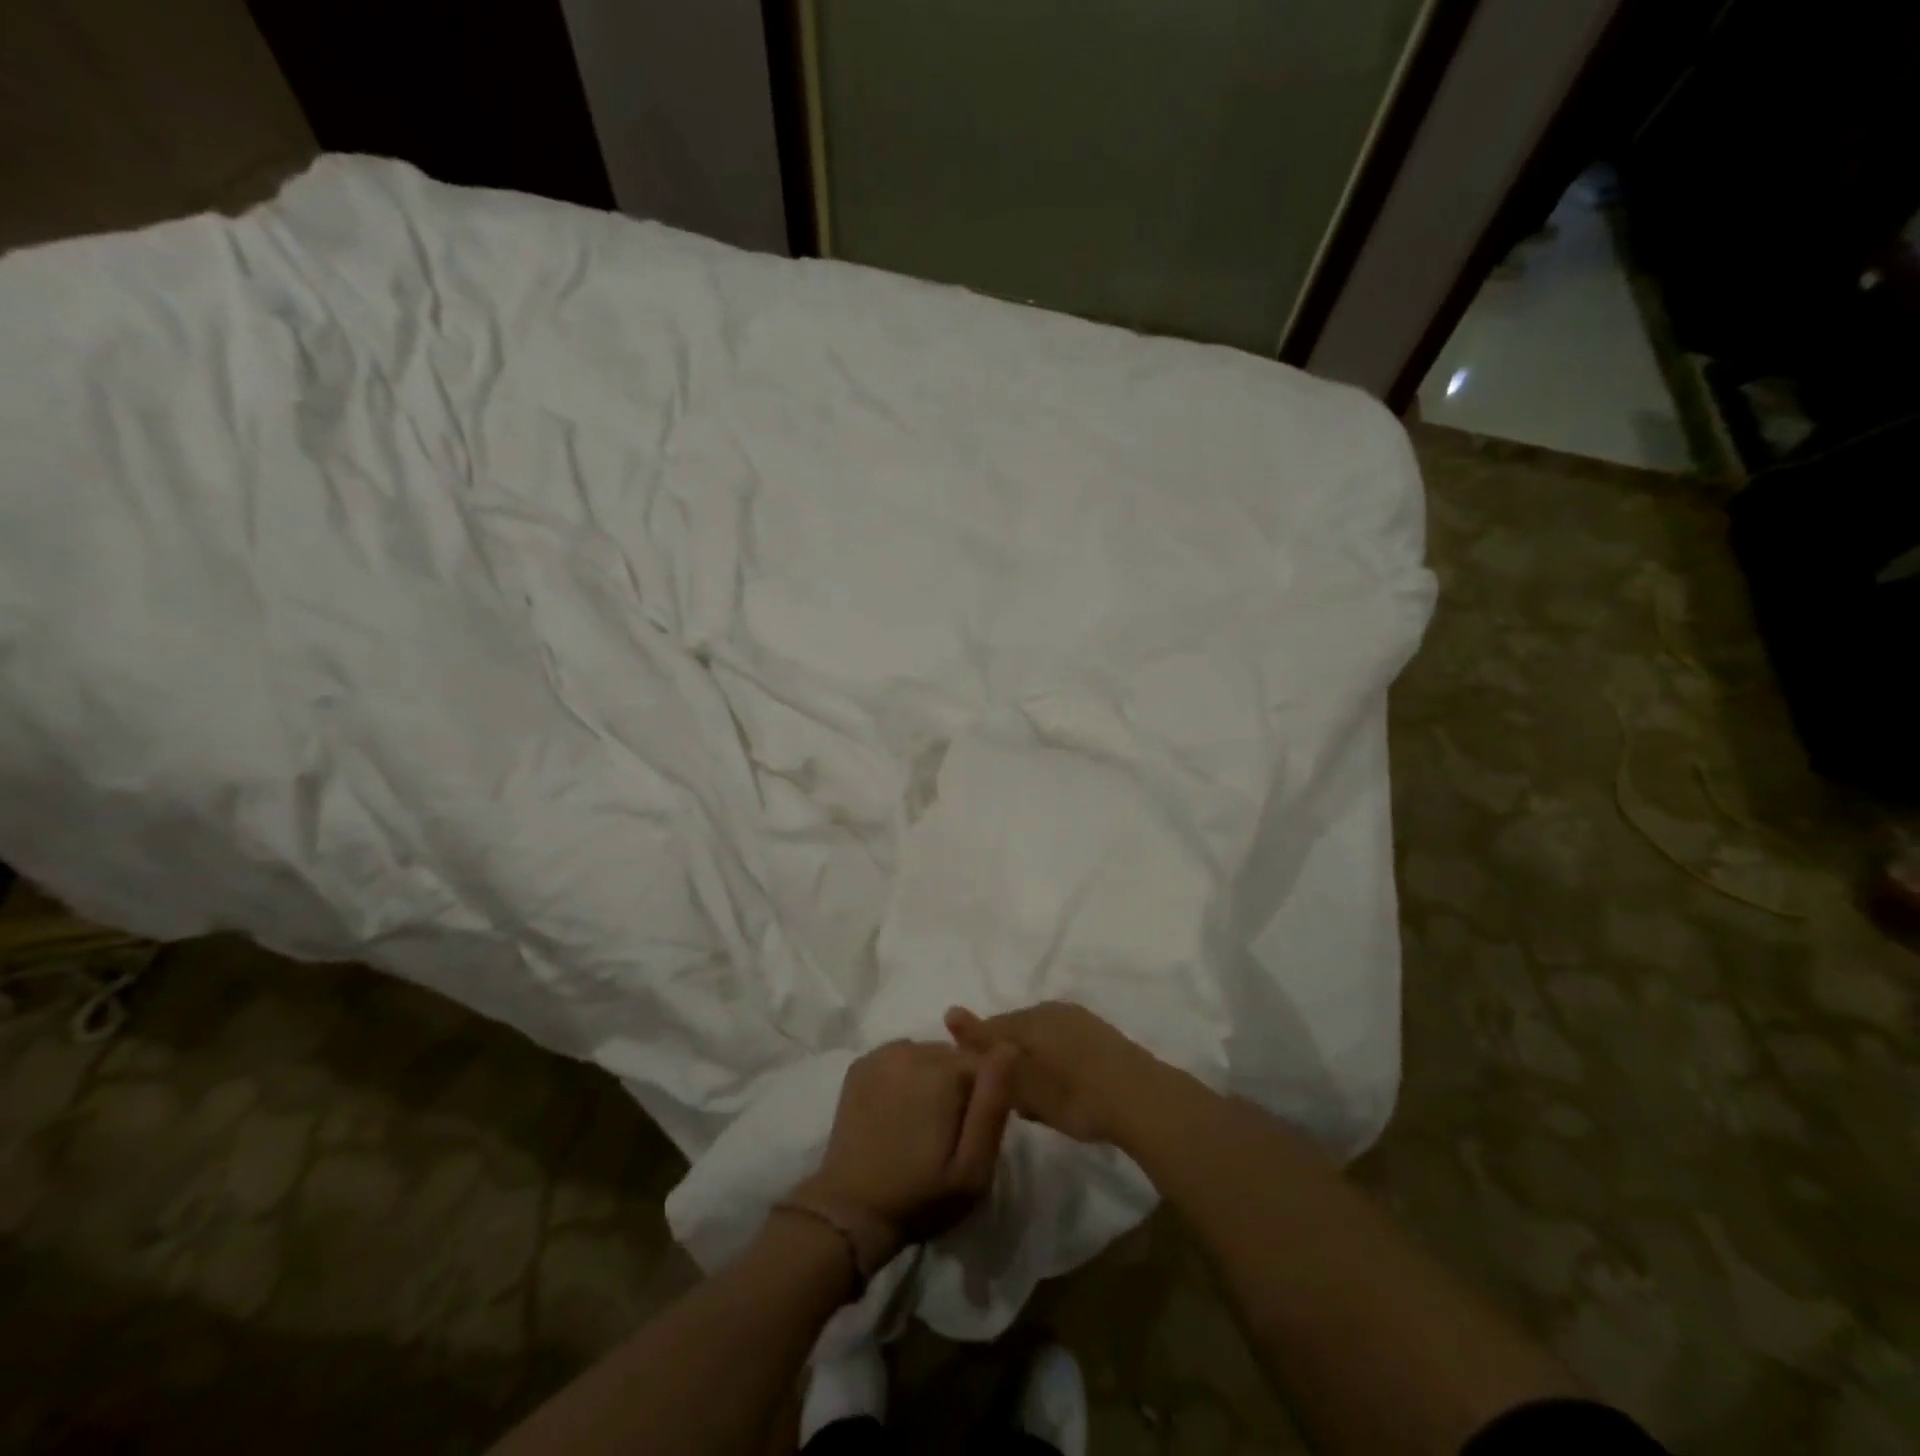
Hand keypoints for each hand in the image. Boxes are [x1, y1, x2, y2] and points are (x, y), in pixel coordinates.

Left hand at [798, 1040, 1017, 1259]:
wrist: (850, 1211)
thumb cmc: (921, 1196)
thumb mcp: (973, 1167)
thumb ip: (993, 1105)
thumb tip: (1008, 1048)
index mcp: (943, 1070)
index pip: (984, 1064)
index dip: (983, 1099)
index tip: (970, 1134)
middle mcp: (912, 1049)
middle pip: (953, 1057)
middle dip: (956, 1087)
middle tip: (944, 1134)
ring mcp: (882, 1054)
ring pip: (926, 1056)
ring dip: (930, 1080)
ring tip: (919, 1125)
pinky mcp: (860, 1065)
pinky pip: (898, 1059)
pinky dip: (903, 1077)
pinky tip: (895, 1112)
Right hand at [945, 1002, 1164, 1146]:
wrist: (1142, 1100)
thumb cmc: (1075, 1095)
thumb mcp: (1023, 1079)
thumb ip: (986, 1048)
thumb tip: (949, 1010)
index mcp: (1030, 1017)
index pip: (990, 1030)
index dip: (984, 1060)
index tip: (988, 1091)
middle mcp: (1051, 1009)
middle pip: (1015, 1033)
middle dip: (1010, 1062)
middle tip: (1018, 1102)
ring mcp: (1078, 1018)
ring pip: (1040, 1039)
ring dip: (1035, 1064)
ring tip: (1042, 1101)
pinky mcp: (1099, 1033)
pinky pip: (1063, 1044)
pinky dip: (1057, 1064)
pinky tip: (1067, 1090)